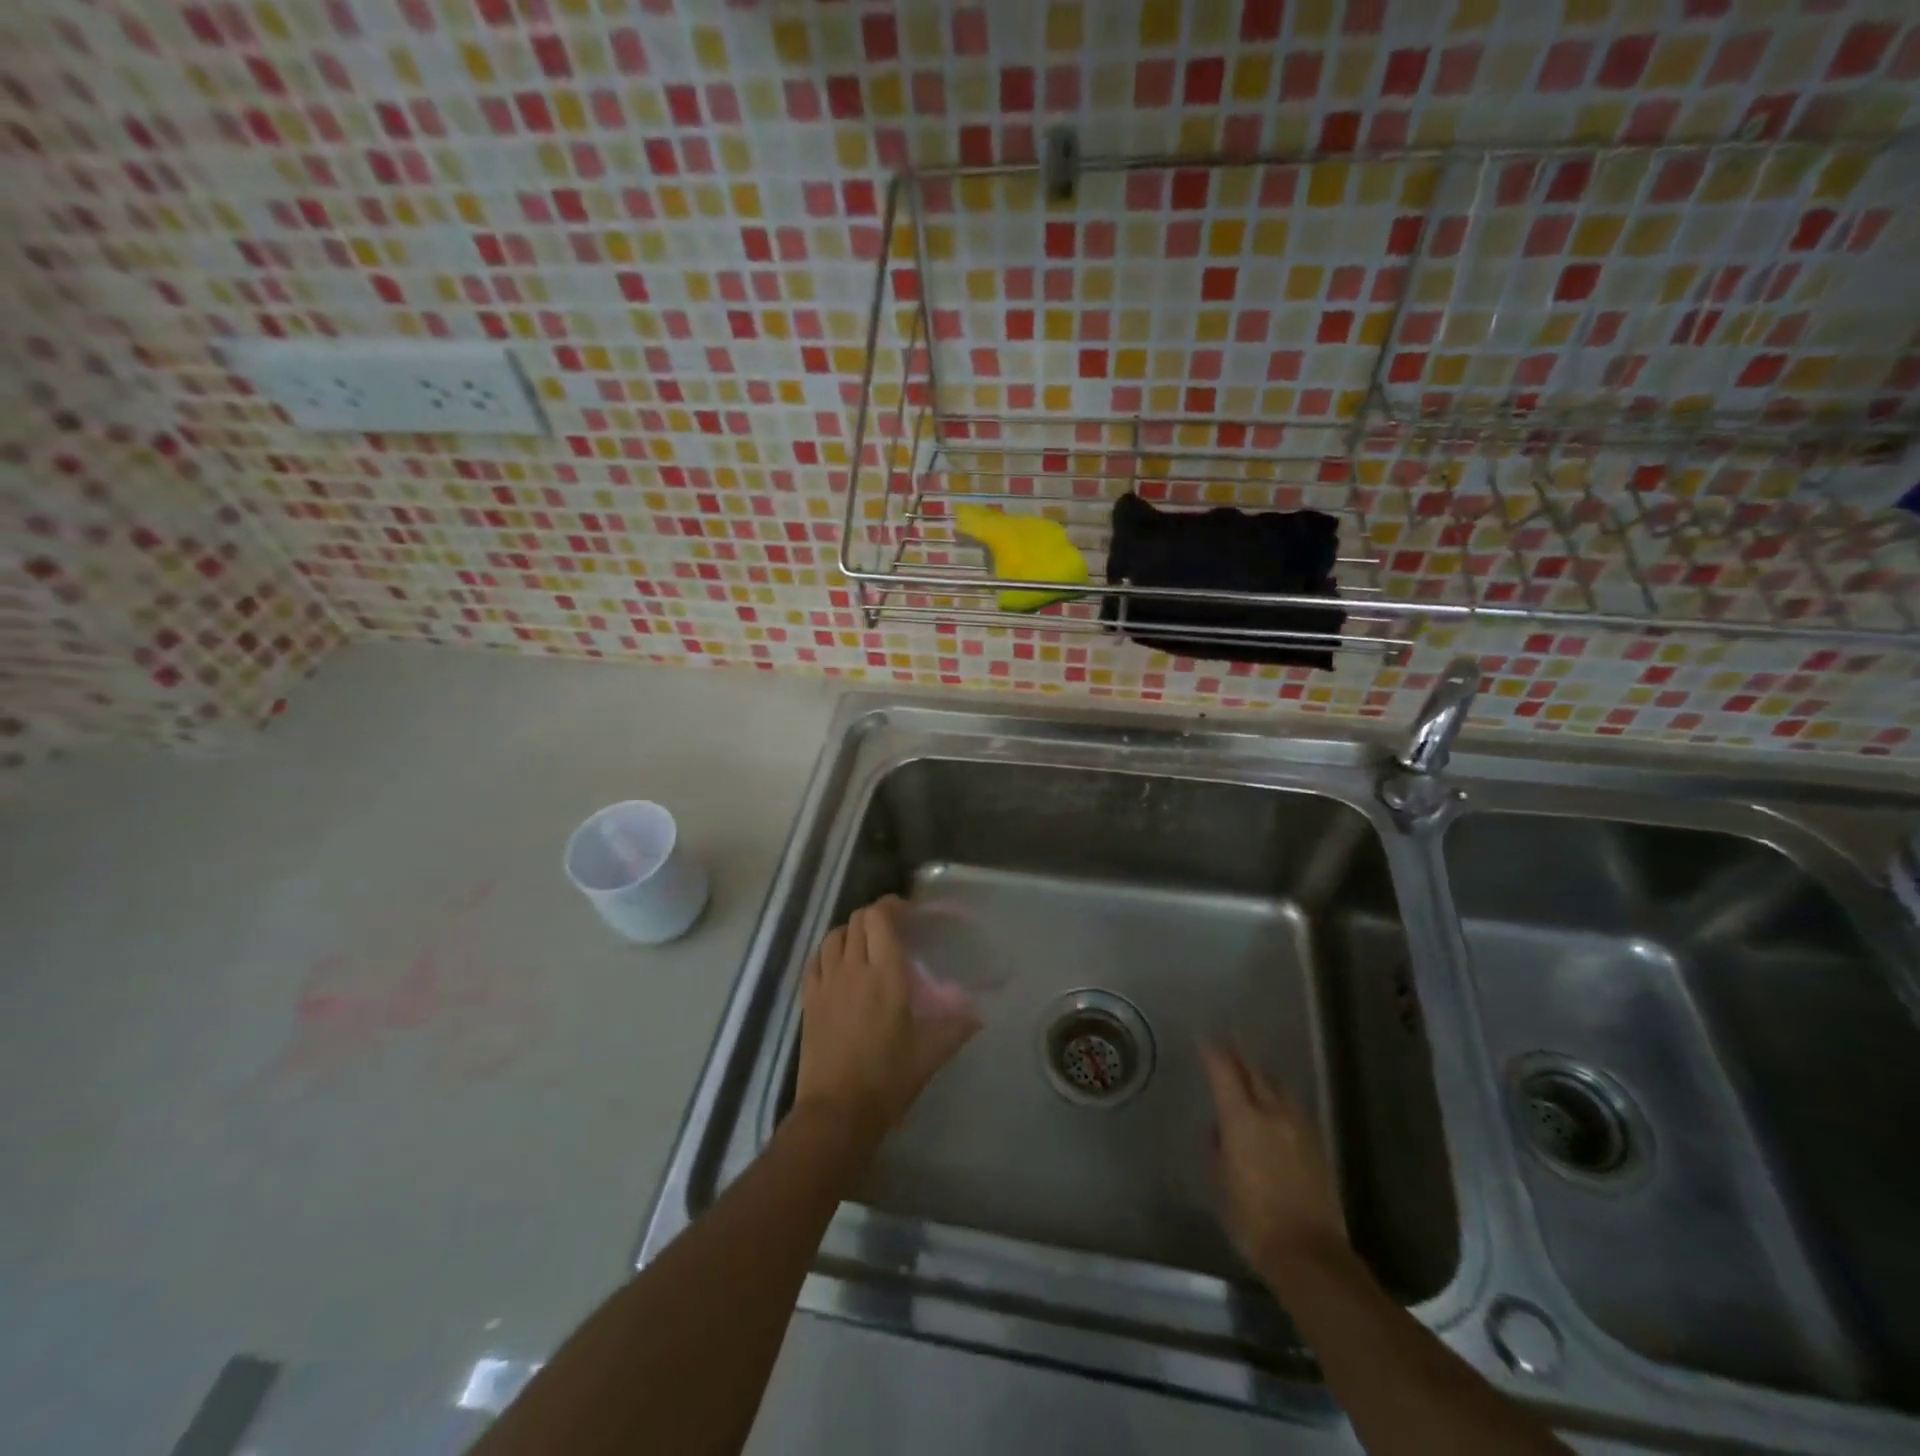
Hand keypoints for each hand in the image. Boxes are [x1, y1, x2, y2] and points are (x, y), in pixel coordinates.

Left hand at [795, 895, 980, 1141]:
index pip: (880, 918)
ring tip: (866, 945)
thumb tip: (977, 1013)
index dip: (892, 906)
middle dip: (876, 916)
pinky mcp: (809, 999)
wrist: (837, 1111)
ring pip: (834, 935)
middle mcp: (854, 968)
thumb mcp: (930, 1053)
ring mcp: (827, 982)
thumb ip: (956, 1027)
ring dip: (852, 931)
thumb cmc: (888, 1079)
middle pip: (858, 920)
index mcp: (886, 974)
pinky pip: (816, 959)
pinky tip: (840, 965)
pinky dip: (829, 952)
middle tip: (893, 930)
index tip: (907, 913)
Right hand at [1201, 1041, 1346, 1277]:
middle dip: (1239, 1059)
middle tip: (1227, 1047)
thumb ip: (1219, 1149)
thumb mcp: (1222, 1184)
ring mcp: (1299, 1128)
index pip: (1224, 1072)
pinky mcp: (1317, 1146)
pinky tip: (1275, 1110)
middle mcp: (1272, 1113)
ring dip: (1262, 1078)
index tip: (1204, 1038)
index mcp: (1242, 1119)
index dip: (1213, 1052)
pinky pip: (1293, 1109)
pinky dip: (1279, 1101)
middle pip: (1254, 1073)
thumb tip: (1220, 1130)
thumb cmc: (1252, 1220)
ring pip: (1278, 1088)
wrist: (1309, 1254)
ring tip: (1251, 1077)